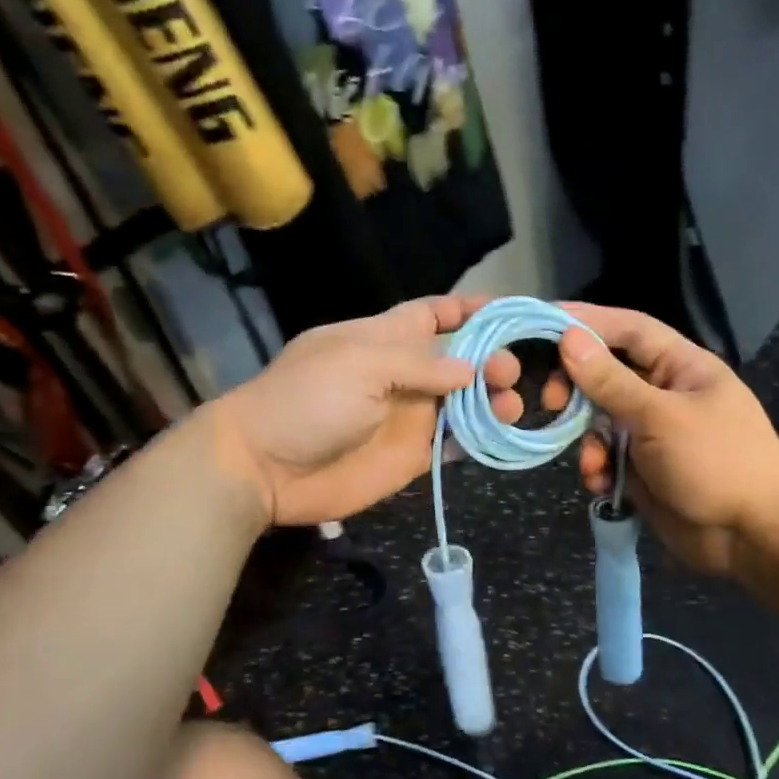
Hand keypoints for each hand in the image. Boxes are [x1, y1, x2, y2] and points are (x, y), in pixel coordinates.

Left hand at [208, 295, 524, 526]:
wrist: (266, 468)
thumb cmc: (307, 401)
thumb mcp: (361, 365)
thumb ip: (420, 365)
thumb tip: (472, 369)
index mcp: (384, 338)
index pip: (433, 314)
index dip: (470, 310)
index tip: (511, 312)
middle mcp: (403, 374)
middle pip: (459, 360)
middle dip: (491, 359)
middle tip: (509, 374)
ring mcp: (408, 417)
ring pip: (464, 403)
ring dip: (492, 401)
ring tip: (512, 406)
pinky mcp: (411, 456)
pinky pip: (454, 443)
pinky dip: (478, 438)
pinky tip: (501, 434)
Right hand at [556, 303, 778, 574]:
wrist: (752, 535)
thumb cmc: (716, 461)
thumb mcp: (659, 417)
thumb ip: (610, 380)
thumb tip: (569, 338)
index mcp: (681, 367)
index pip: (628, 330)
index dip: (588, 321)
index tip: (543, 323)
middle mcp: (664, 394)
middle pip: (606, 376)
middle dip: (577, 390)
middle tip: (549, 401)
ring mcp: (653, 434)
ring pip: (601, 422)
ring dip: (588, 442)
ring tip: (593, 464)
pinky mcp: (643, 470)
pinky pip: (608, 459)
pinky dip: (599, 469)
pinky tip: (603, 485)